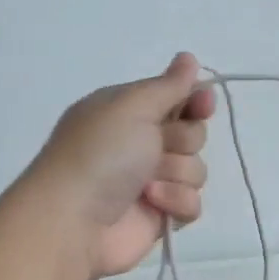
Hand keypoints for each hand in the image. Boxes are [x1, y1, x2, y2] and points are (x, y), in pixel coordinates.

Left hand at [25, 53, 215, 279]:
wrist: (74, 221)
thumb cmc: (100, 154)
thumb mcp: (131, 106)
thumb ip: (168, 85)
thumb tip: (189, 57)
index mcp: (127, 111)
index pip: (176, 98)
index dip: (195, 101)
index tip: (204, 104)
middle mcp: (139, 143)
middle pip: (192, 133)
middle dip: (182, 140)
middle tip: (158, 147)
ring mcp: (150, 181)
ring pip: (195, 169)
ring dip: (177, 174)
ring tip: (147, 184)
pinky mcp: (159, 215)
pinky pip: (192, 203)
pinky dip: (176, 202)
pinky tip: (153, 204)